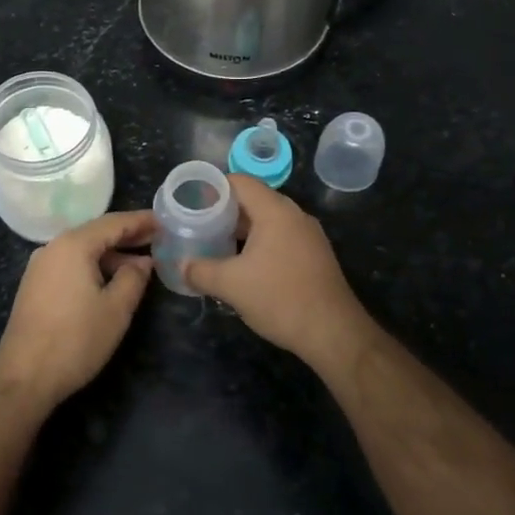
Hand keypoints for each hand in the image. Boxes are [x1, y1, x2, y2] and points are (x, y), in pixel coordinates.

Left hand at [0, 209, 156, 405]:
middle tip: (159, 239)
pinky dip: (94, 267)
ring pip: (83, 251)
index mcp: (73, 245)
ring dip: (112, 255)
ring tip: (141, 265)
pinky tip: (110, 282)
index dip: (141, 221)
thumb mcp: (116, 309)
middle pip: (96, 233)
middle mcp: (53, 248)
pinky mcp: (35, 286)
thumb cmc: (76, 339)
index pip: (114, 223)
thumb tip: (143, 262)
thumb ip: (134, 278)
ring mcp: (40, 267)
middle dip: (127, 236)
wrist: (24, 377)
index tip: (165, 221)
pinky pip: (70, 265)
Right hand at [183, 176, 380, 370]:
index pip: (239, 182)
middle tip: (199, 225)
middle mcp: (295, 215)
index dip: (212, 187)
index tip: (191, 203)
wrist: (333, 332)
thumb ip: (200, 271)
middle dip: (224, 211)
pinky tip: (244, 265)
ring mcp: (308, 235)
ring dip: (242, 230)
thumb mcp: (231, 285)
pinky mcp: (314, 255)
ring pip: (268, 221)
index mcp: (275, 211)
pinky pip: (281, 238)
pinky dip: (259, 244)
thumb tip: (181, 266)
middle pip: (254, 200)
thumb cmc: (280, 298)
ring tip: (216, 245)